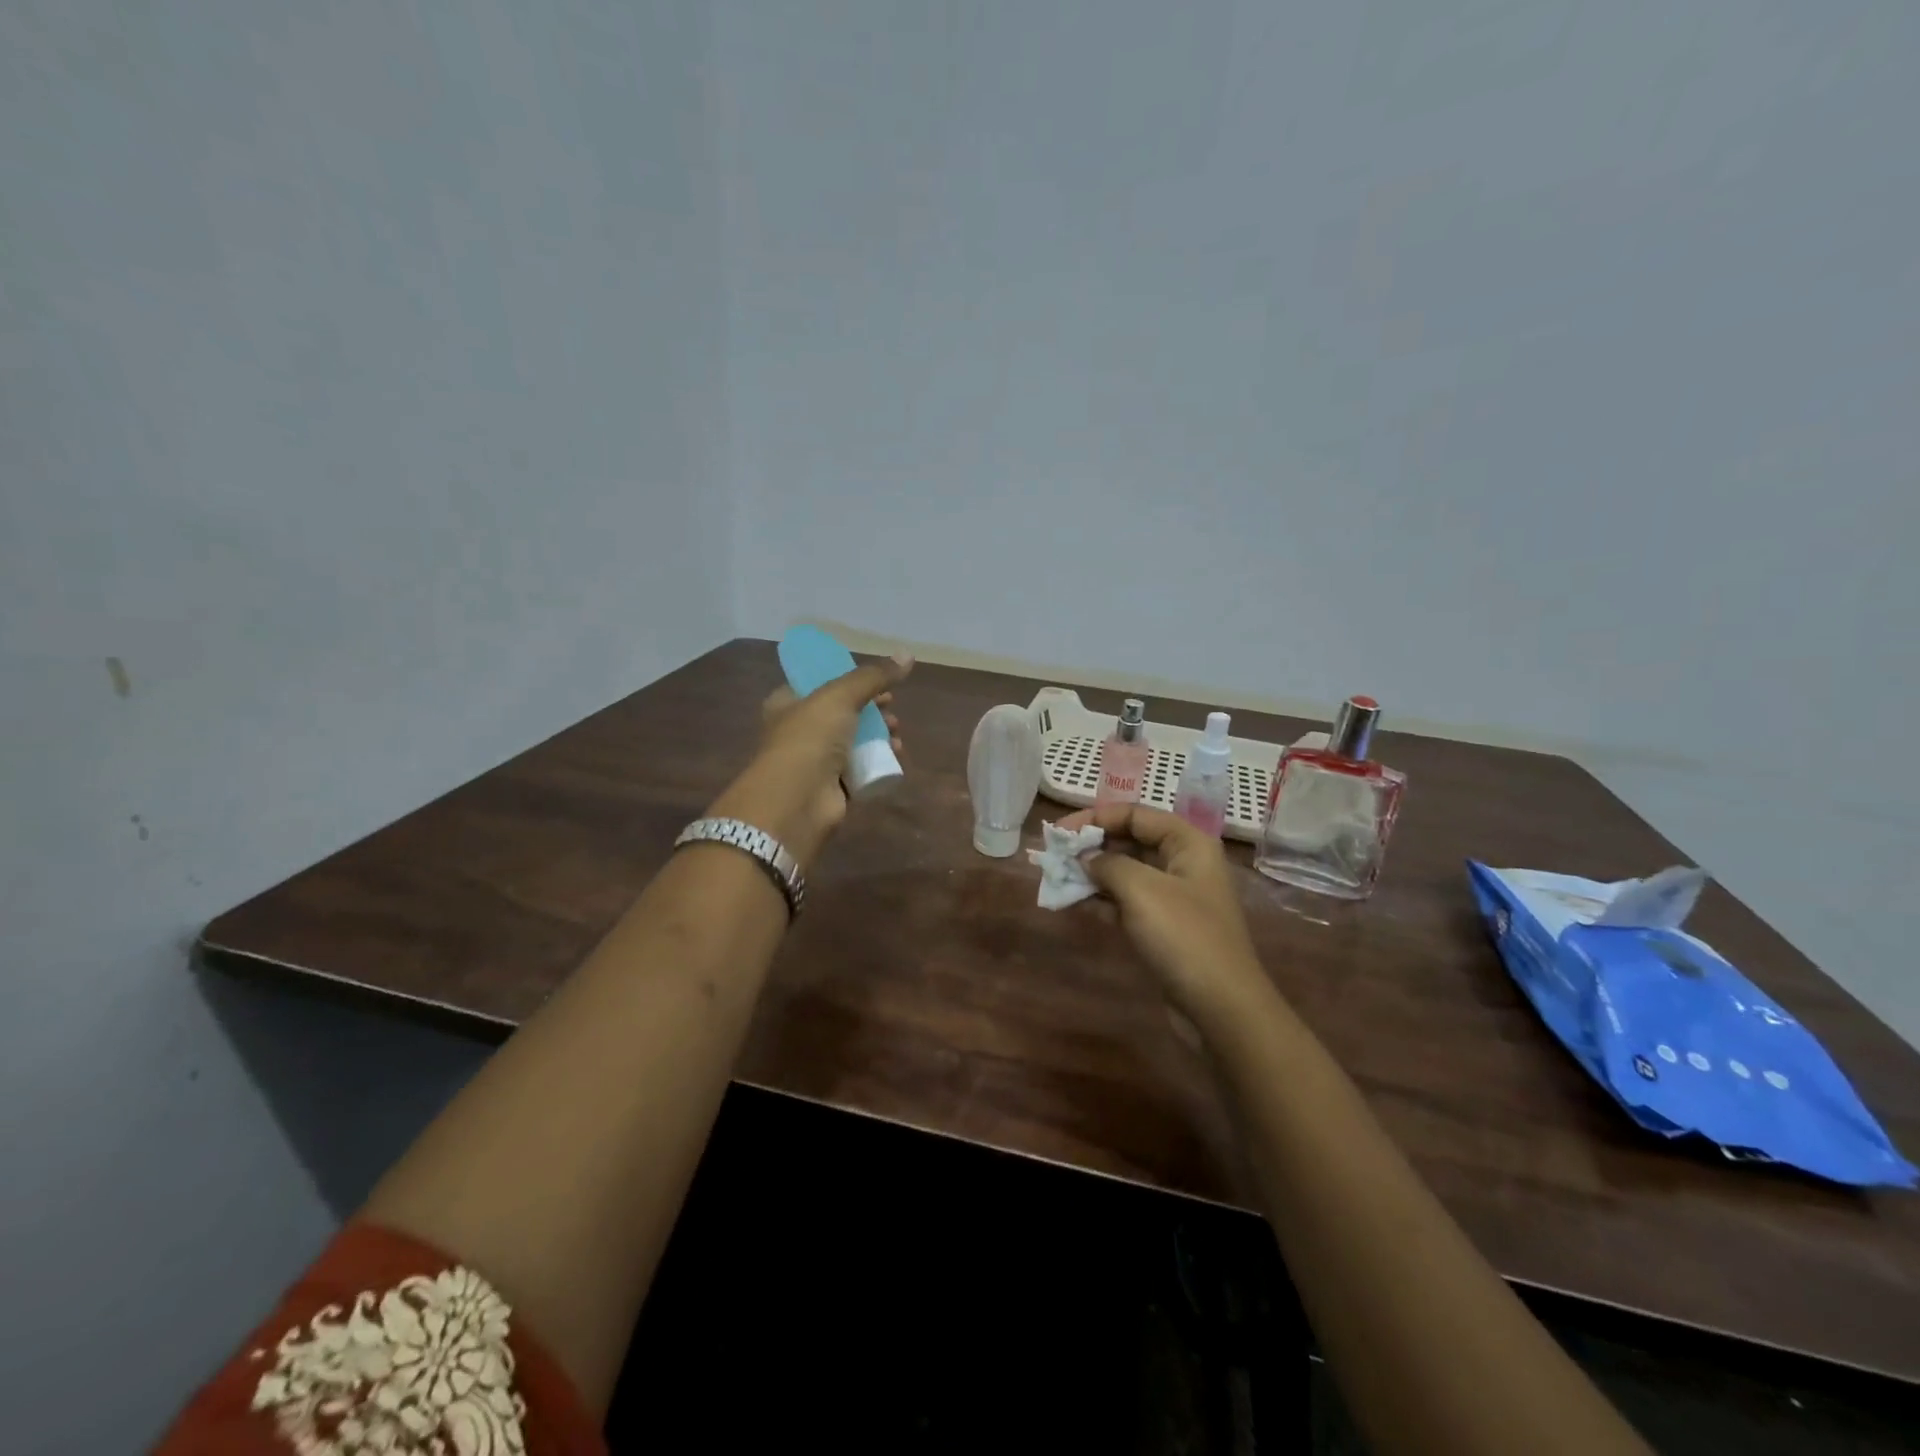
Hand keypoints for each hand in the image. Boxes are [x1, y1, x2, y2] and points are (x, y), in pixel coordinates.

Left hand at [707, 653, 911, 866]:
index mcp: (787, 703)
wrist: (798, 800)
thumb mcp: (840, 696)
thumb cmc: (810, 738)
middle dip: (871, 709)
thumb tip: (908, 654)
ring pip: (853, 741)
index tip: (876, 681)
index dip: (849, 680)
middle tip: (891, 707)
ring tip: (896, 733)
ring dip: (878, 735)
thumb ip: (874, 676)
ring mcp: (815, 761)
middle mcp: (798, 731)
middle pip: (842, 713)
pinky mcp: (832, 787)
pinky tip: (895, 757)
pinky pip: (860, 769)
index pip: (819, 684)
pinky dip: (878, 762)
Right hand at [1064, 803, 1270, 1024]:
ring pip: (1126, 873)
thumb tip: (1085, 859)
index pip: (1135, 814)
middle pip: (1130, 840)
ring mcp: (1174, 898)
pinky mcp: (1164, 927)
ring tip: (1057, 877)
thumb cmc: (1184, 936)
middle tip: (1055, 855)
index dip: (1095, 817)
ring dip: (1092, 874)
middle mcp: (1183, 863)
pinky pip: (1126, 902)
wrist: (1220, 1007)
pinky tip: (1073, 902)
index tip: (1059, 832)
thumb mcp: (1141, 889)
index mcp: (1188, 842)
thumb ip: (1107, 864)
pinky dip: (1101, 900)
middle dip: (1091, 846)